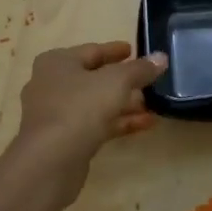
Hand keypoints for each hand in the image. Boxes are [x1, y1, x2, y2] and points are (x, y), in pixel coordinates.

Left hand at [15, 42, 166, 174]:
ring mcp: (56, 114)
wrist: (50, 160)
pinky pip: (95, 124)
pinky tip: (146, 124)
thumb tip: (161, 58)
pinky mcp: (64, 140)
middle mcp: (51, 84)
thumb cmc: (80, 107)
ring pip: (95, 103)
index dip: (115, 50)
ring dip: (124, 103)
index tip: (134, 50)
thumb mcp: (116, 82)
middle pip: (93, 78)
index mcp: (57, 62)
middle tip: (148, 80)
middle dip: (123, 80)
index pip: (92, 51)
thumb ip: (140, 69)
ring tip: (152, 104)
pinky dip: (118, 122)